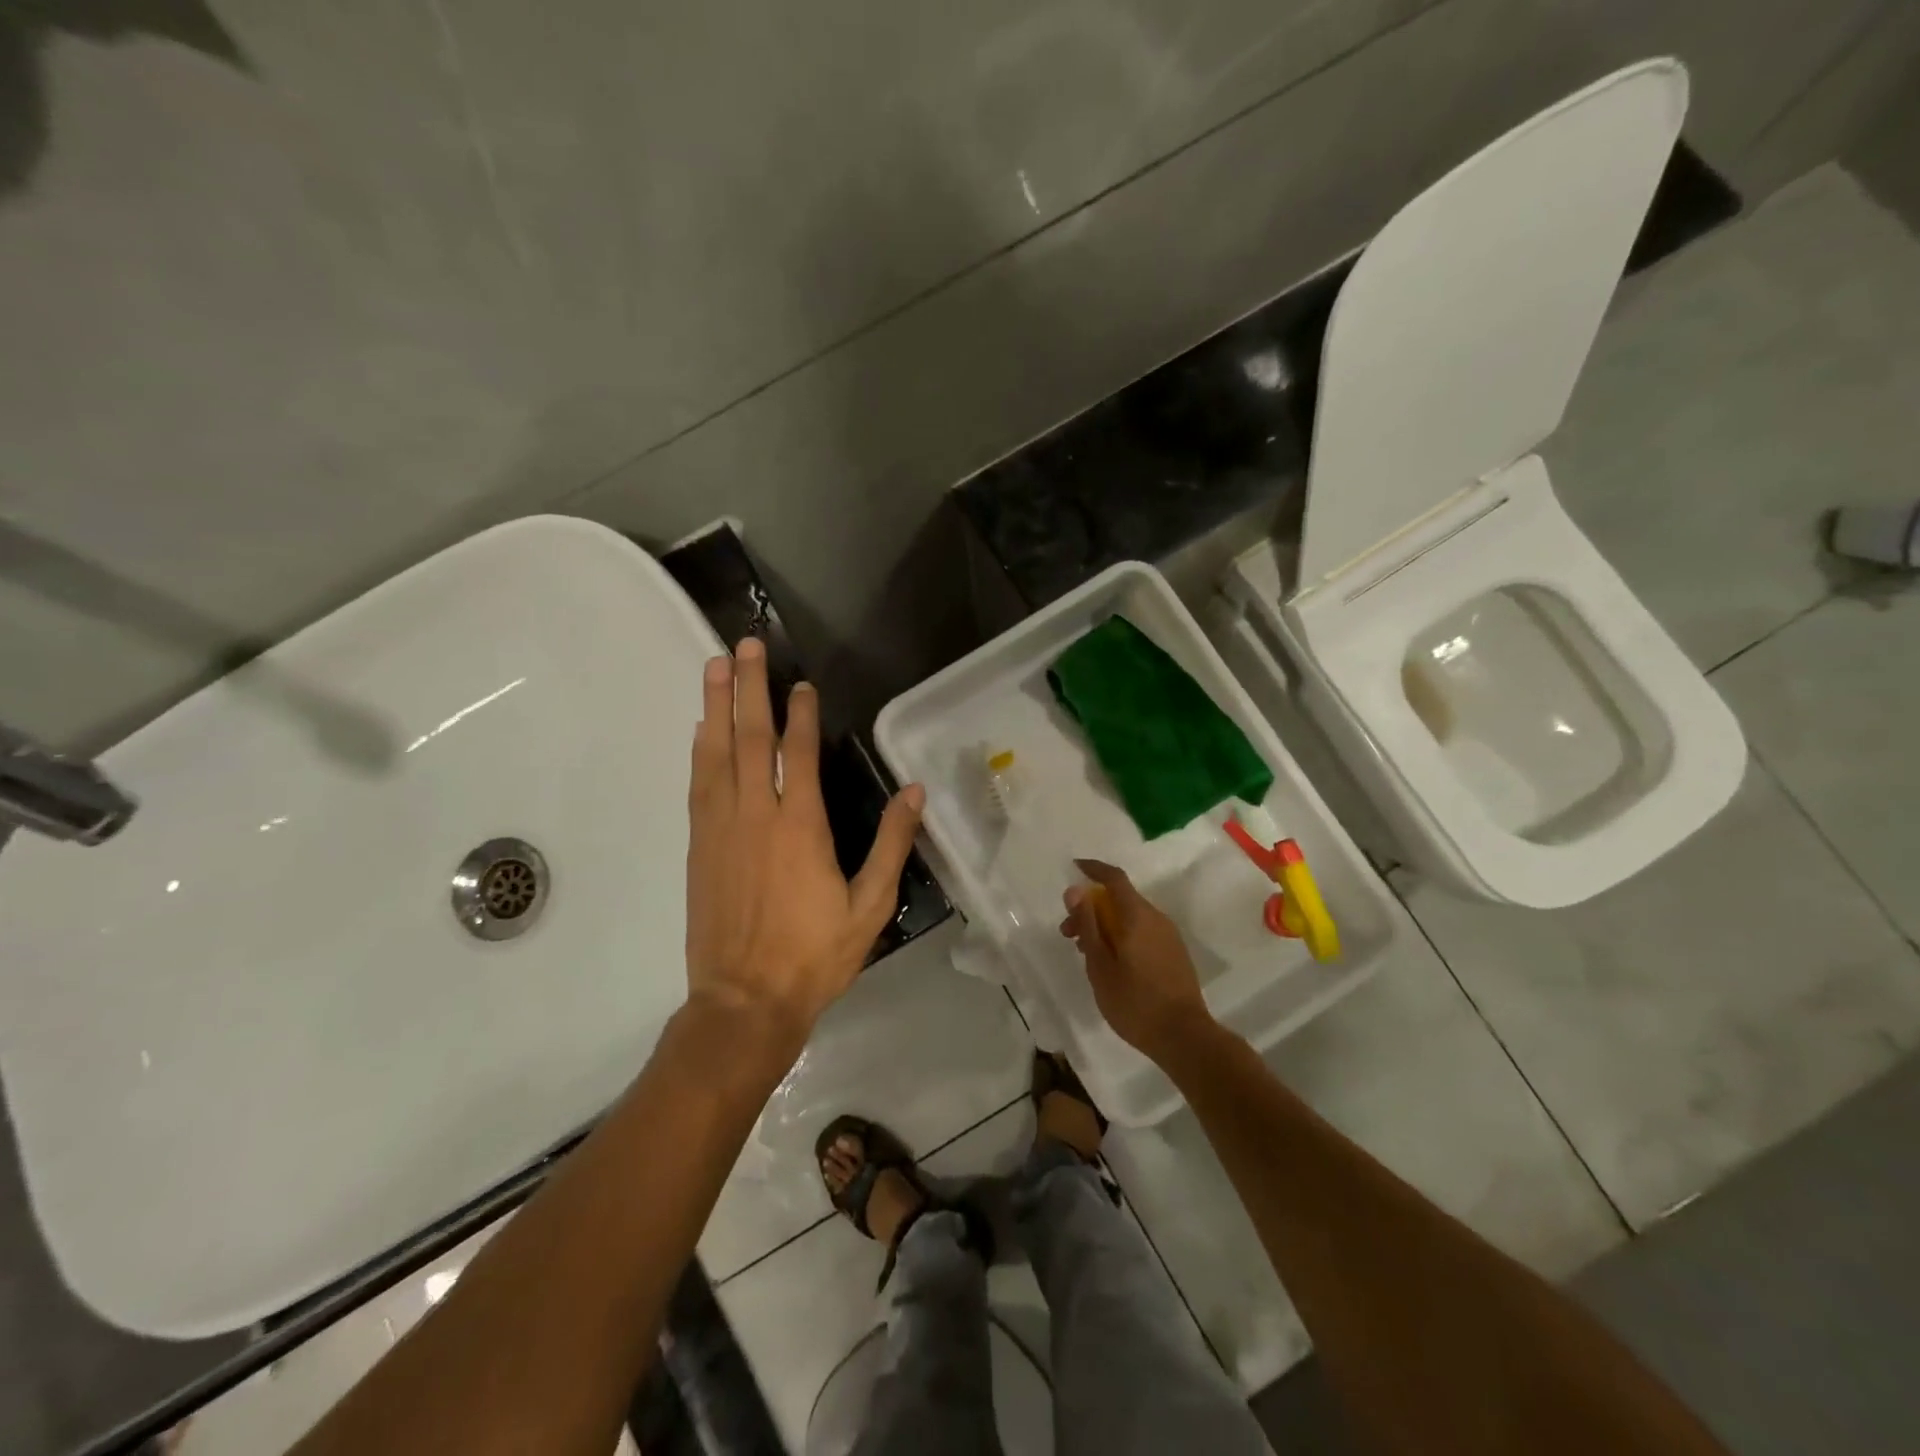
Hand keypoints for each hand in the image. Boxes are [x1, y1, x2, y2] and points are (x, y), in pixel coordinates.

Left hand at [685, 639, 924, 1042]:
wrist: (743, 1002)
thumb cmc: (814, 956)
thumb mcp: (870, 907)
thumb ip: (891, 845)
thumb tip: (915, 792)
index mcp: (801, 827)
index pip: (799, 754)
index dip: (800, 713)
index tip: (802, 683)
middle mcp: (756, 816)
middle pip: (750, 739)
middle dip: (749, 688)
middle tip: (745, 646)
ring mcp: (721, 828)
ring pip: (716, 754)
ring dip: (716, 707)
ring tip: (715, 667)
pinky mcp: (699, 846)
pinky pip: (699, 785)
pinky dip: (700, 751)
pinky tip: (702, 729)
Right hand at [1060, 859, 1214, 1065]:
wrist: (1185, 1037)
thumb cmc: (1135, 1002)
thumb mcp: (1100, 965)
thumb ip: (1088, 924)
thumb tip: (1076, 890)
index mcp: (1137, 916)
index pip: (1114, 878)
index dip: (1093, 869)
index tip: (1073, 868)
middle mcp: (1156, 918)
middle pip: (1120, 899)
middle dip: (1091, 907)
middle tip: (1068, 933)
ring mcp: (1169, 936)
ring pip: (1131, 917)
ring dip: (1105, 924)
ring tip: (1086, 952)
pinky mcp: (1174, 954)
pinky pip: (1143, 932)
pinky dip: (1122, 935)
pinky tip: (1111, 962)